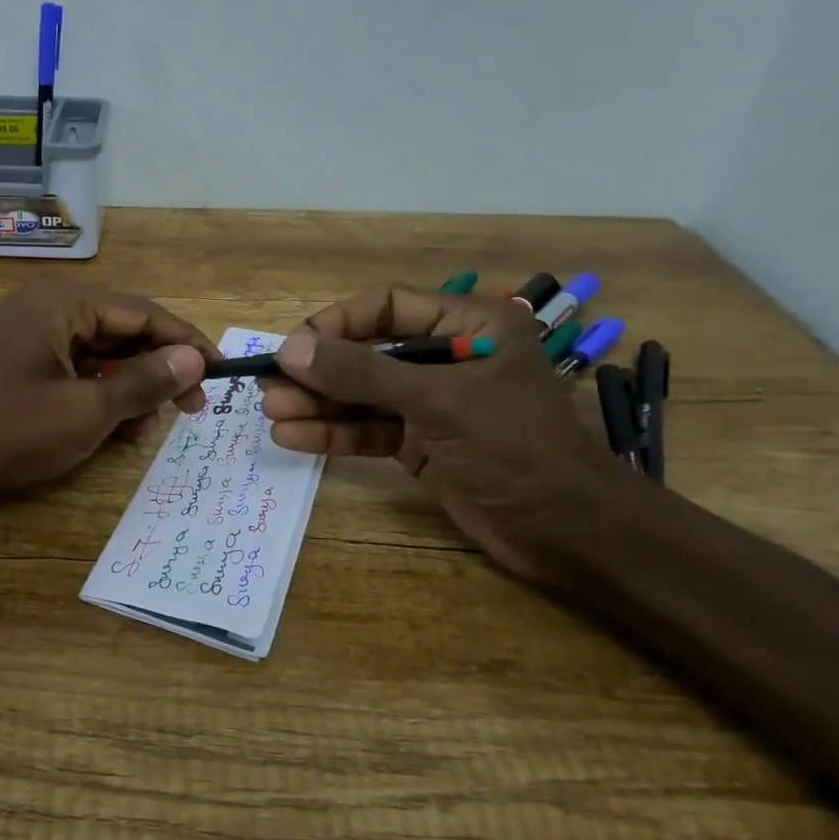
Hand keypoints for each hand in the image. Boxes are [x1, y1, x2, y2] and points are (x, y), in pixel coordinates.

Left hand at [0, 281, 217, 501]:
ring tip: (153, 426)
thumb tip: (194, 360)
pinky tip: (124, 426)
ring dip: (134, 384)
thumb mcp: (87, 411)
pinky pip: (80, 367)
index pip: (141, 312)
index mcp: (61, 303)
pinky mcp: (28, 362)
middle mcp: (48, 307)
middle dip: (160, 366)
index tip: (220, 373)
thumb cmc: (11, 433)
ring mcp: (35, 334)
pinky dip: (105, 393)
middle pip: (123, 328)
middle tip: (194, 407)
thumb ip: (144, 381)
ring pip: (104, 351)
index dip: (184, 342)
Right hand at [260, 286, 624, 584]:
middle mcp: (447, 358)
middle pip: (366, 353)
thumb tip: (290, 350)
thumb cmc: (515, 448)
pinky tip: (295, 438)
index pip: (386, 306)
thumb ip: (362, 373)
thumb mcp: (438, 401)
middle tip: (269, 387)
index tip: (292, 348)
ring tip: (272, 414)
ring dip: (318, 404)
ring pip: (361, 394)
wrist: (569, 533)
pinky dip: (334, 434)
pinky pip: (368, 429)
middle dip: (318, 372)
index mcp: (468, 326)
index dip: (335, 324)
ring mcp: (431, 404)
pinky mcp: (421, 444)